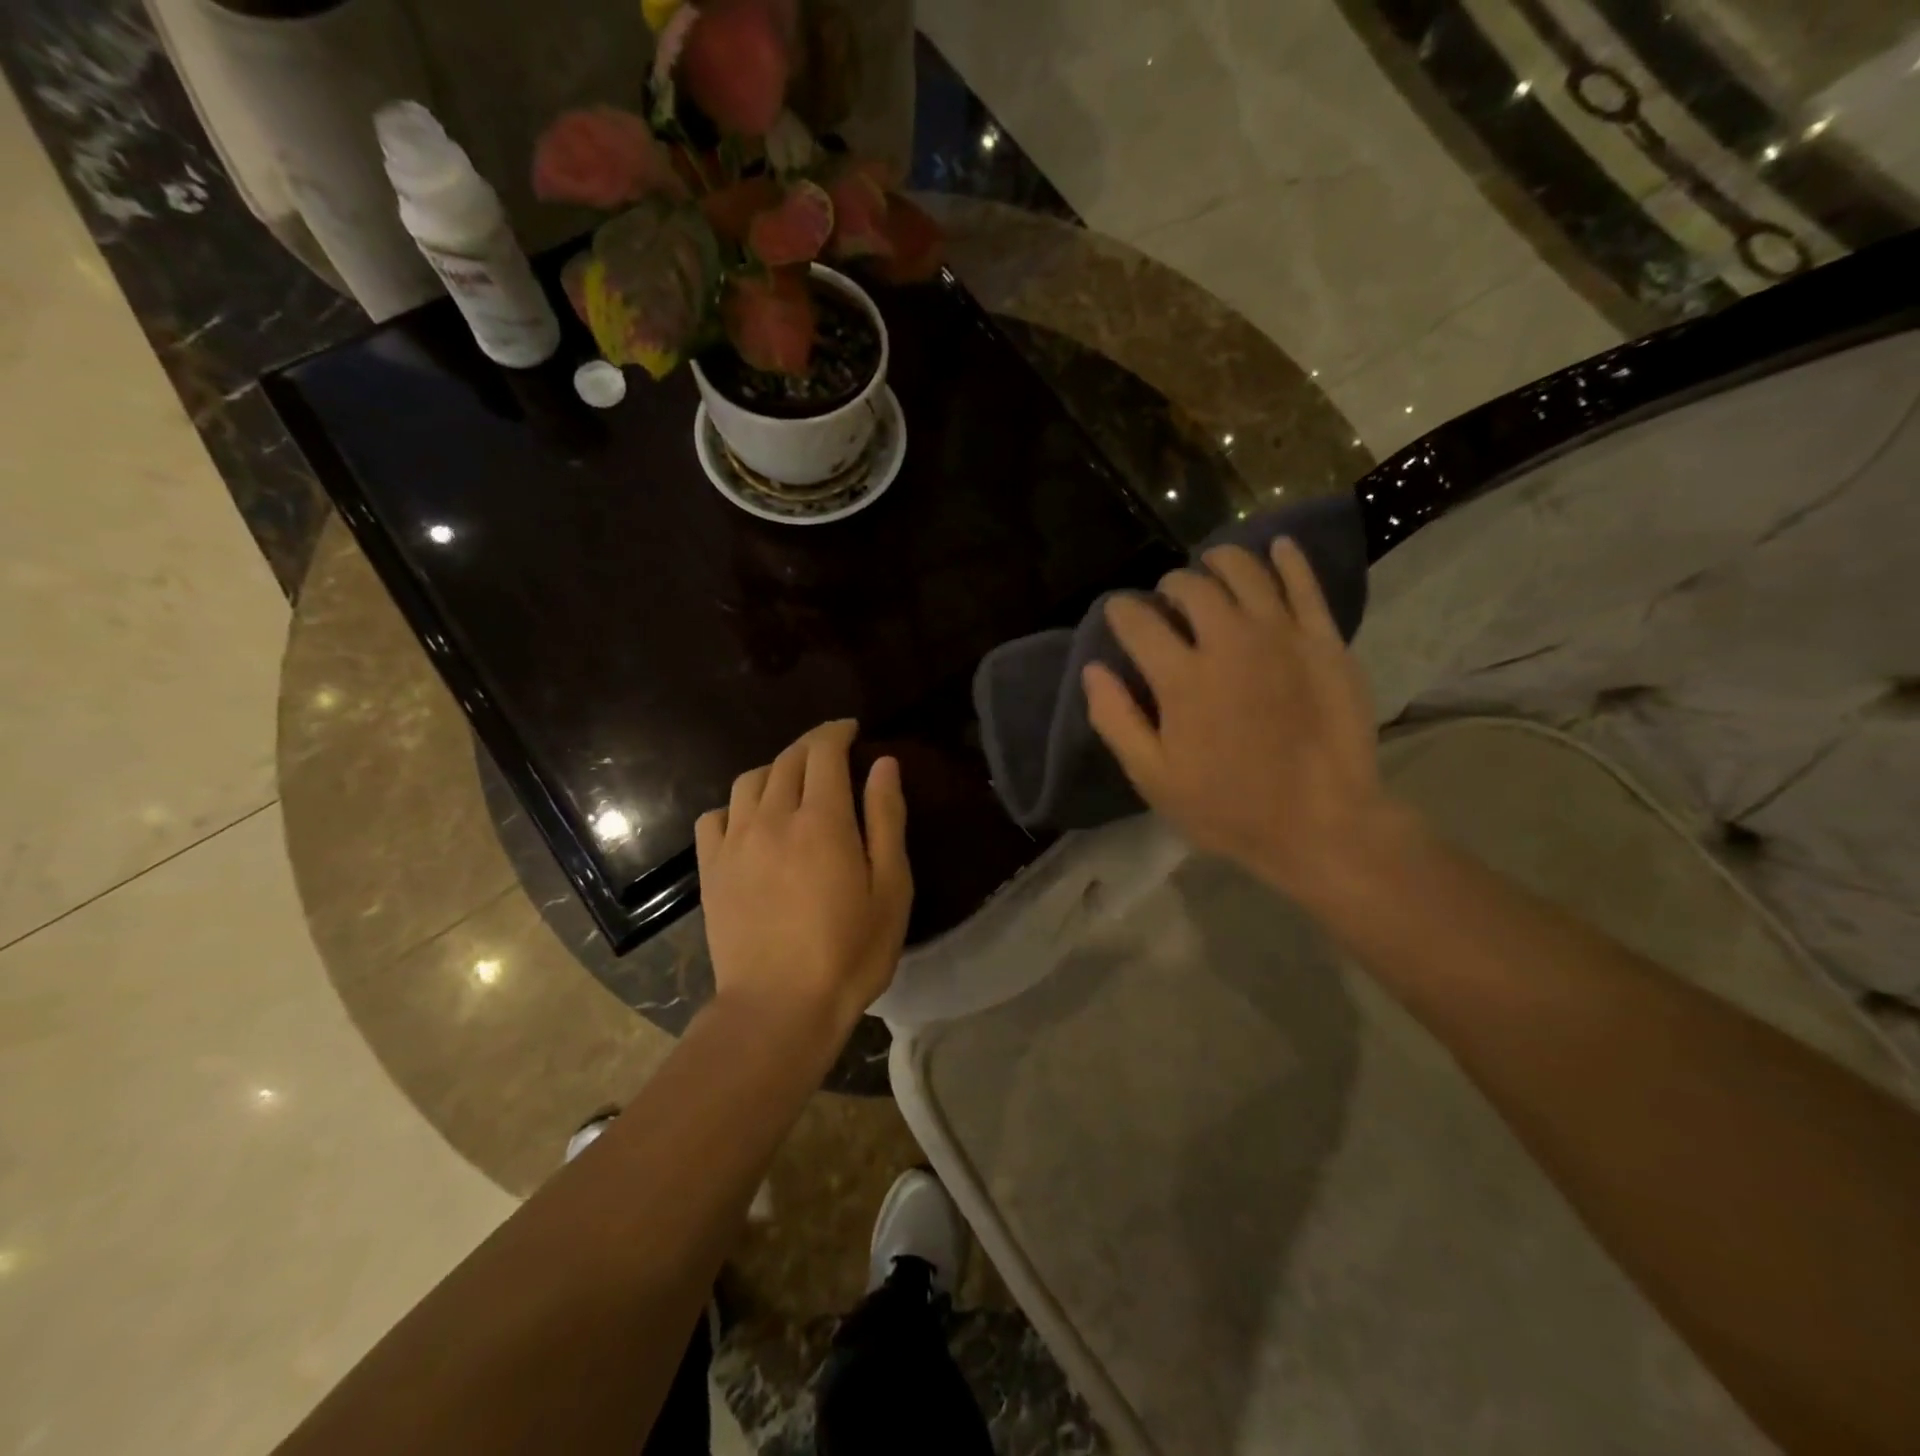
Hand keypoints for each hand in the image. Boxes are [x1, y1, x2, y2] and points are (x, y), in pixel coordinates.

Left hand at [695, 720, 912, 1034]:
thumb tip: (884, 763)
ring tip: (794, 781)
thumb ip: (887, 819)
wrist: (778, 1008)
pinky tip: (751, 820)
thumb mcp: (891, 888)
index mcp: (822, 819)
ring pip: (750, 780)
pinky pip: (715, 816)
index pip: (823, 752)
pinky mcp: (711, 869)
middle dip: (811, 744)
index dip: (837, 732)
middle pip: (787, 759)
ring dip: (775, 768)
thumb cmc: (848, 952)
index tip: (851, 728)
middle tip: (831, 750)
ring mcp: (735, 843)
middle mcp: (773, 817)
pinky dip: (737, 805)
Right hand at [1083, 538, 1405, 907]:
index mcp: (1181, 677)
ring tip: (1212, 570)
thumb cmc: (1228, 807)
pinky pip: (1304, 583)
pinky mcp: (1324, 640)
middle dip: (1169, 586)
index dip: (1120, 611)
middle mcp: (1228, 641)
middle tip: (1168, 601)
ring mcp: (1281, 635)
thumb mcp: (1154, 778)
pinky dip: (1286, 559)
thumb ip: (1116, 719)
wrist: (1323, 824)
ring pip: (1244, 571)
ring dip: (1219, 562)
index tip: (1118, 615)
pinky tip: (1275, 548)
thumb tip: (1093, 669)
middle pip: (1190, 587)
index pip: (1137, 621)